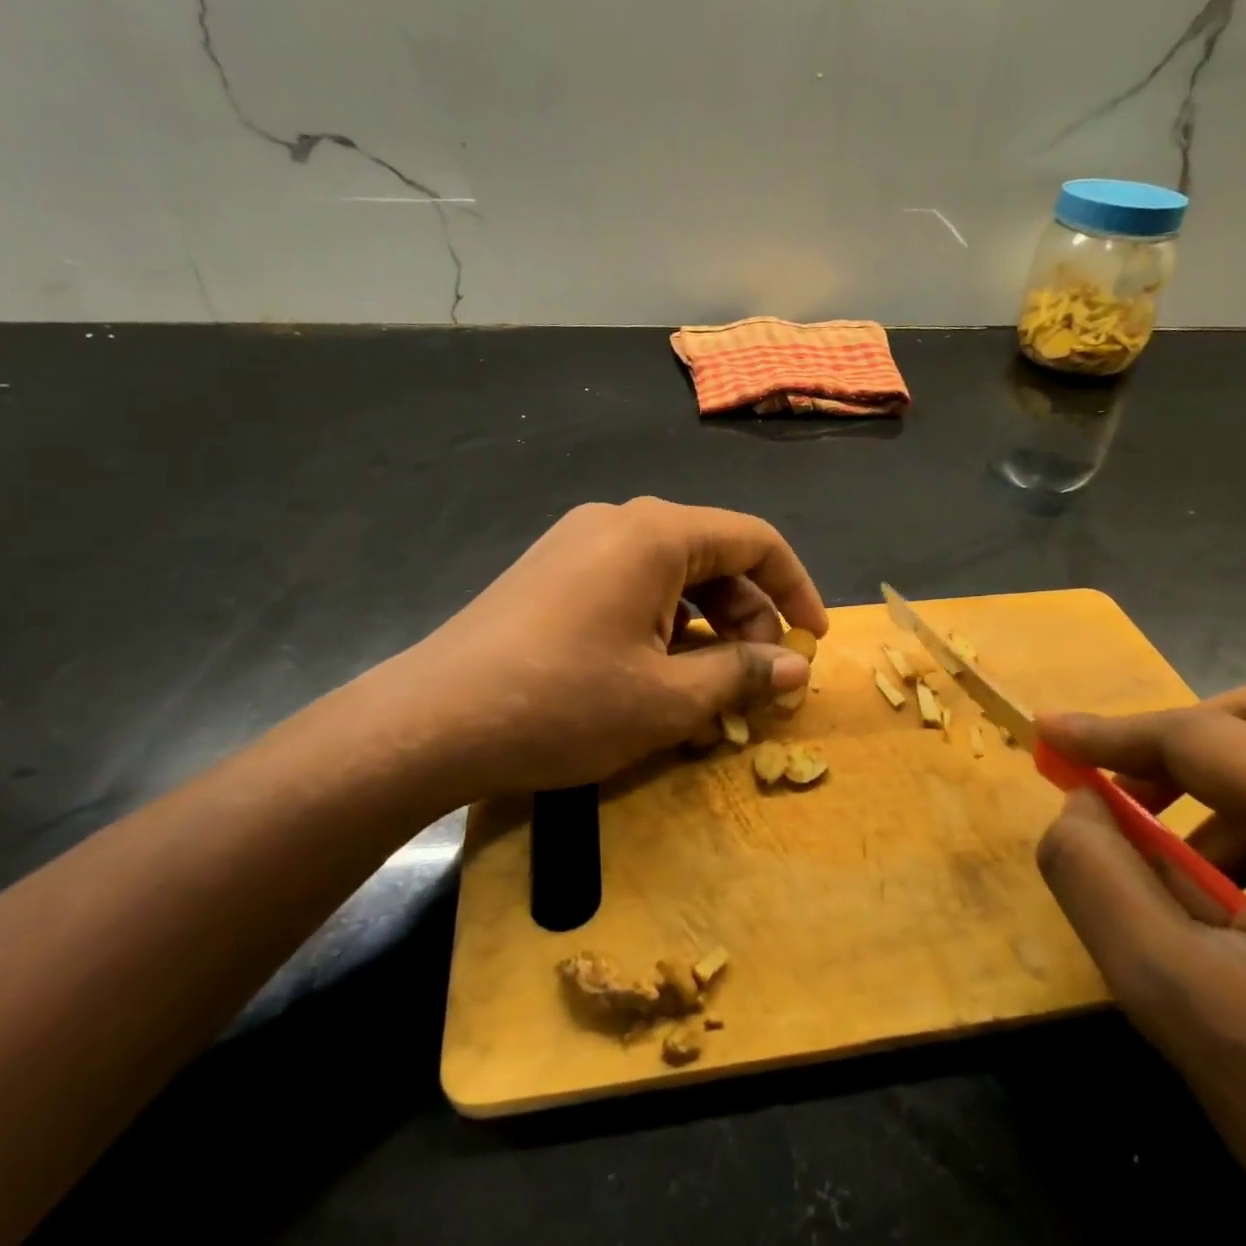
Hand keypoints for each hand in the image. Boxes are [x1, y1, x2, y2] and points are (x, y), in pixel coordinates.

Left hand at [325, 498, 826, 806]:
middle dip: (747, 619)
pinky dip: (659, 628)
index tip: (814, 641)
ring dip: (703, 630)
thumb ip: (741, 675)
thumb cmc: (562, 704)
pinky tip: (655, 680)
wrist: (431, 723)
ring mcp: (577, 544)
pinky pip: (628, 588)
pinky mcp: (550, 573)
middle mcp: (617, 521)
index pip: (754, 541)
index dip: (795, 589)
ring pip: (669, 577)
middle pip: (711, 558)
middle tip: (758, 683)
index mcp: (654, 533)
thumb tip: (794, 668)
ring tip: (709, 694)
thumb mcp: (667, 700)